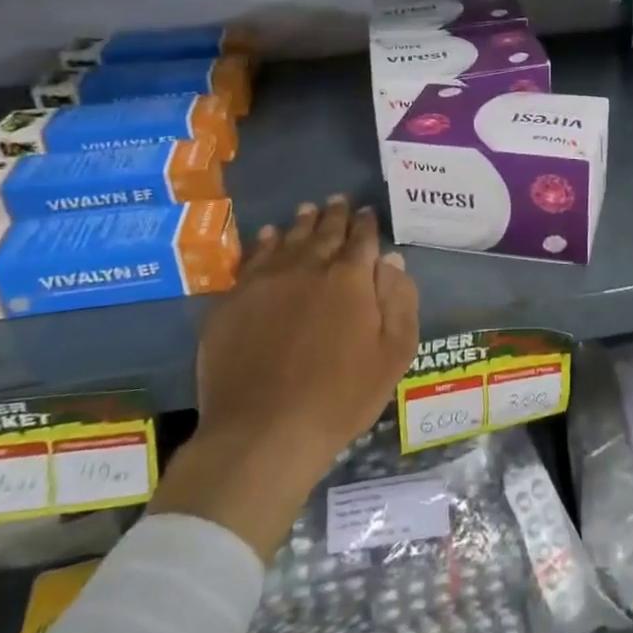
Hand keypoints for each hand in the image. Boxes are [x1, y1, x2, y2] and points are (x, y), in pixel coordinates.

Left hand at [150, 195, 419, 556]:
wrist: (264, 431)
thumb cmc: (341, 396)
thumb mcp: (393, 353)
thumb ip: (399, 300)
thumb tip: (392, 259)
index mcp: (351, 279)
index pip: (362, 239)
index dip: (367, 224)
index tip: (368, 212)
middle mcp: (308, 268)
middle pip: (324, 232)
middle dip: (335, 215)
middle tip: (339, 200)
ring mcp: (265, 282)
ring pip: (287, 239)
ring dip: (301, 223)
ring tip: (308, 210)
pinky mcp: (232, 301)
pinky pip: (251, 260)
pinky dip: (263, 243)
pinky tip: (267, 236)